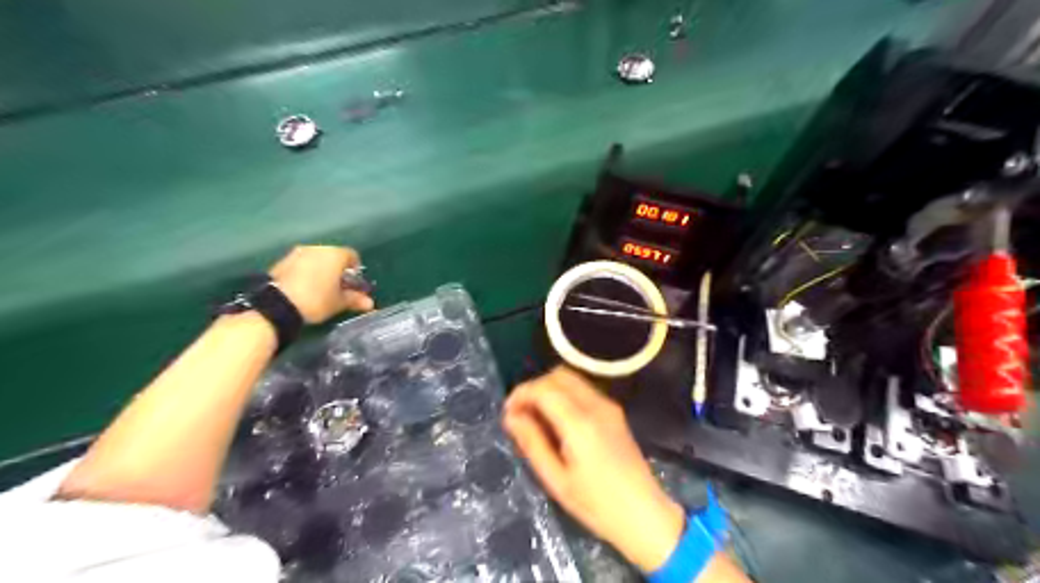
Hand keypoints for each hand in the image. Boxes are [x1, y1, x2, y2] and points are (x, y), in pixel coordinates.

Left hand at [266, 245, 373, 322]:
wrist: (277, 304)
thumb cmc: (316, 300)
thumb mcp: (339, 303)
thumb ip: (355, 299)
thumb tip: (369, 303)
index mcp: (335, 254)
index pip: (352, 256)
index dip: (355, 270)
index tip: (353, 285)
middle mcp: (317, 248)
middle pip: (333, 256)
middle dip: (337, 270)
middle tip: (337, 287)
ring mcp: (298, 253)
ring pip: (316, 259)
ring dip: (321, 270)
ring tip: (320, 288)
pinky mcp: (282, 261)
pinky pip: (301, 264)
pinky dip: (306, 272)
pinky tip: (303, 288)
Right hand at [502, 367, 683, 571]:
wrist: (645, 514)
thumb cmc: (596, 504)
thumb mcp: (556, 480)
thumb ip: (532, 443)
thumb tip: (511, 417)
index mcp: (580, 423)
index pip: (544, 388)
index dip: (521, 394)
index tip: (507, 412)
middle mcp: (596, 405)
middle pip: (558, 375)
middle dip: (534, 387)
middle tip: (520, 413)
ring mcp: (608, 405)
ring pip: (571, 378)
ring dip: (549, 388)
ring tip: (536, 416)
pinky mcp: (615, 411)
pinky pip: (583, 389)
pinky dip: (564, 394)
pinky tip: (557, 419)